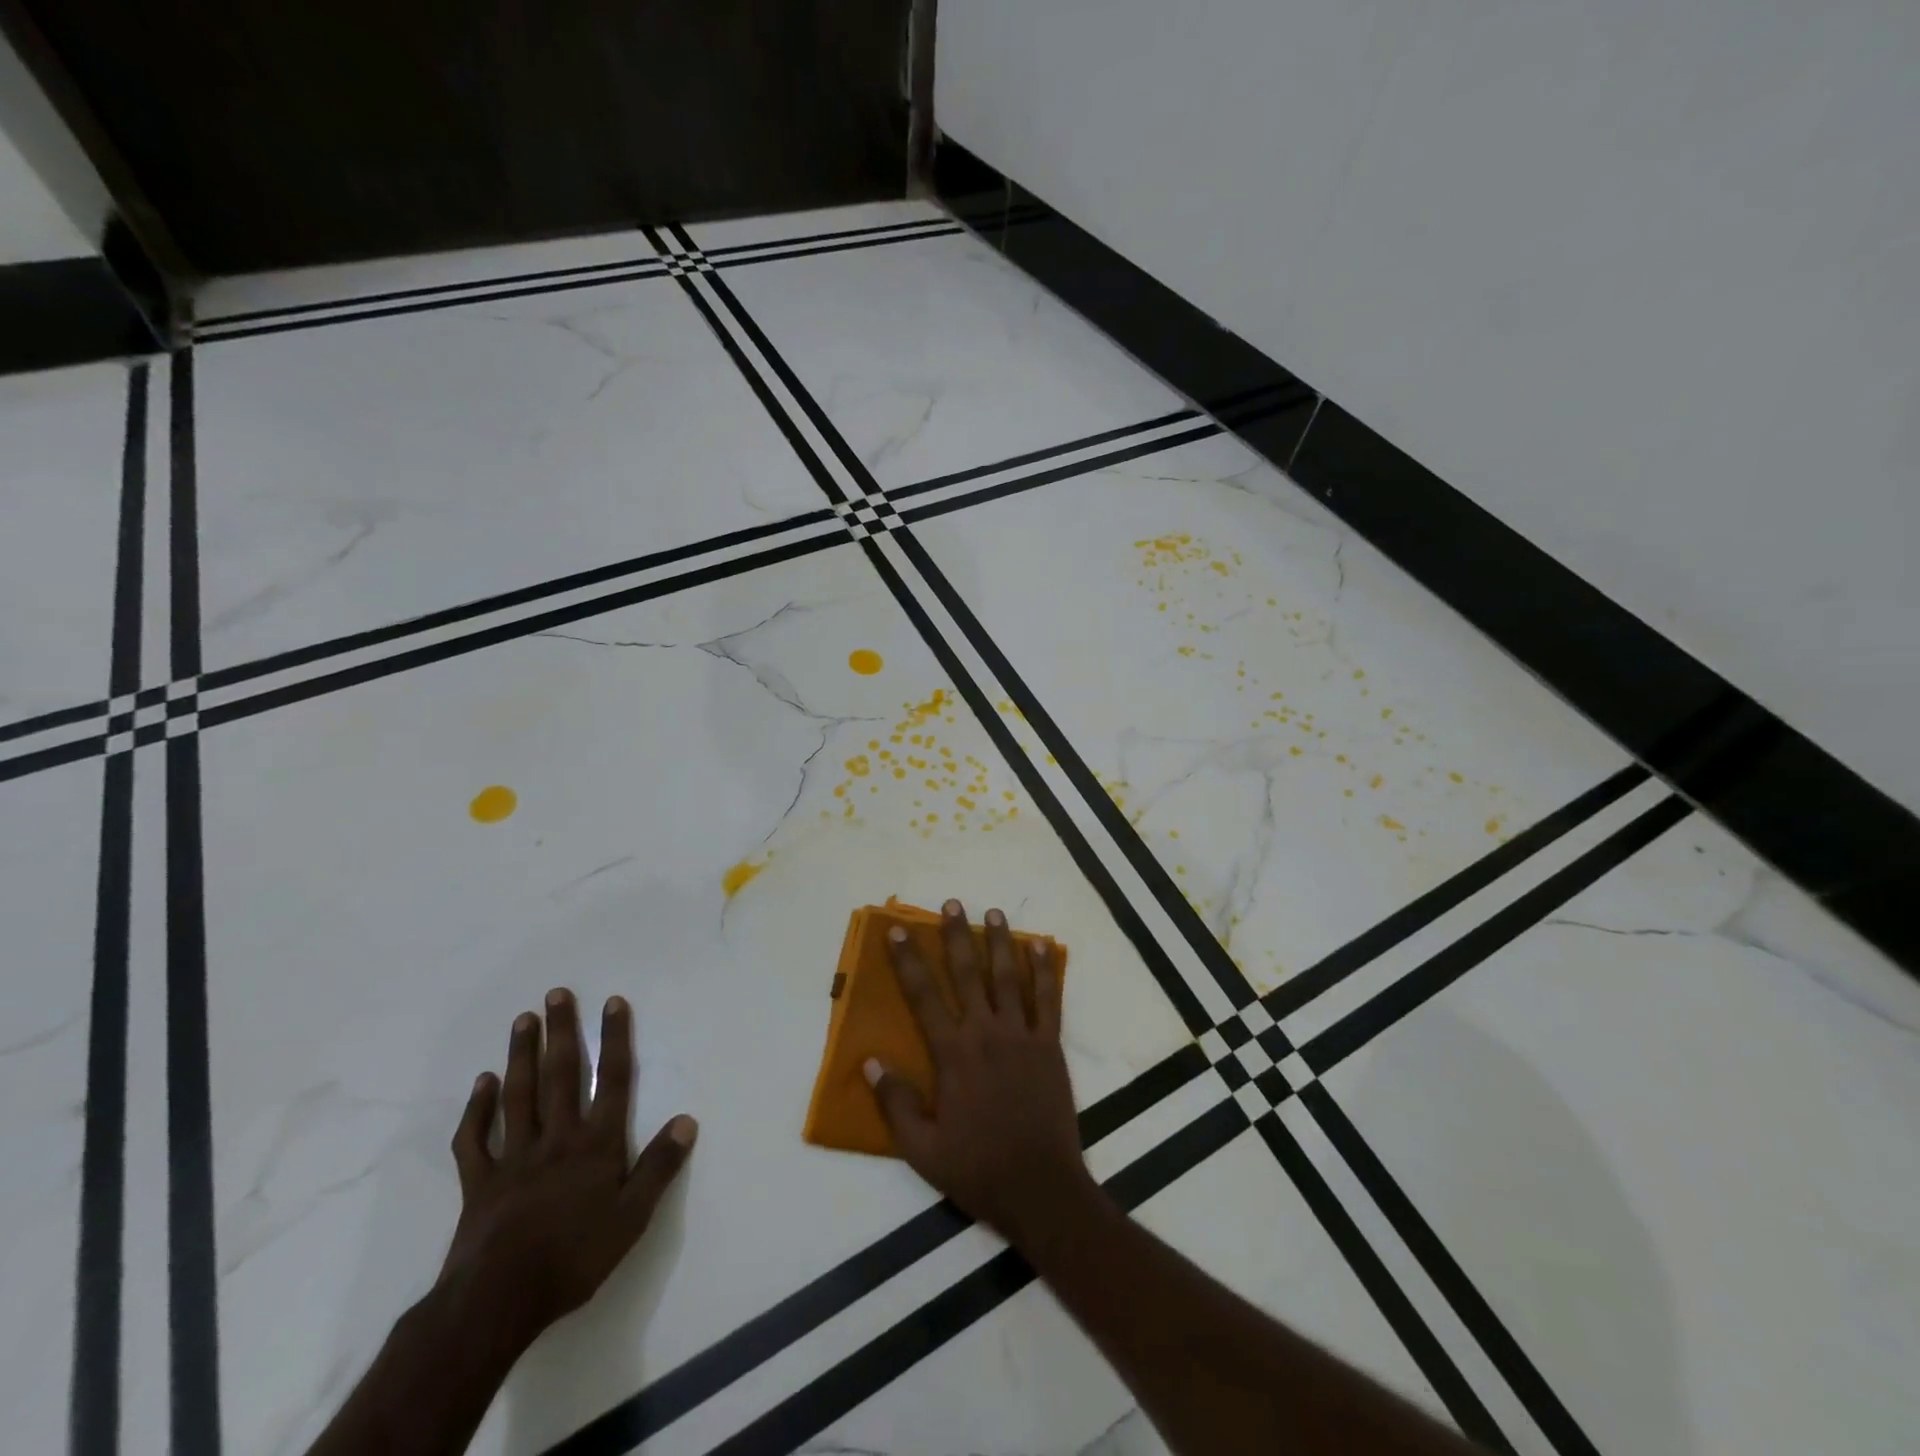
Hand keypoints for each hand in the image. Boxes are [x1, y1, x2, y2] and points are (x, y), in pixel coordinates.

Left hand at [436, 989, 696, 1350]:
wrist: (497, 1302)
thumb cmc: (575, 1257)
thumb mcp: (633, 1217)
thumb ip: (659, 1166)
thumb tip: (687, 1120)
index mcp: (596, 1144)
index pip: (613, 1080)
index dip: (615, 1039)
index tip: (612, 1002)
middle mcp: (557, 1138)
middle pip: (561, 1075)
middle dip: (562, 1032)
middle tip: (556, 994)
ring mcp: (514, 1157)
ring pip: (519, 1095)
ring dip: (522, 1055)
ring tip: (524, 1020)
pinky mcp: (479, 1182)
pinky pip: (475, 1139)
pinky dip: (477, 1109)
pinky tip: (482, 1084)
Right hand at [865, 899, 1098, 1254]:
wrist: (1040, 1187)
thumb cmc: (977, 1168)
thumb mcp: (923, 1149)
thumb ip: (896, 1103)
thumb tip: (870, 1062)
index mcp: (953, 1054)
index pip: (924, 996)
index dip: (909, 961)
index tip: (899, 931)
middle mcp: (986, 1033)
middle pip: (968, 973)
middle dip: (956, 935)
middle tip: (951, 903)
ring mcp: (1022, 1035)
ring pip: (1008, 977)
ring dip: (999, 942)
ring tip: (992, 912)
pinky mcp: (1049, 1045)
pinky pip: (1047, 999)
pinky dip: (1044, 970)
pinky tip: (1041, 945)